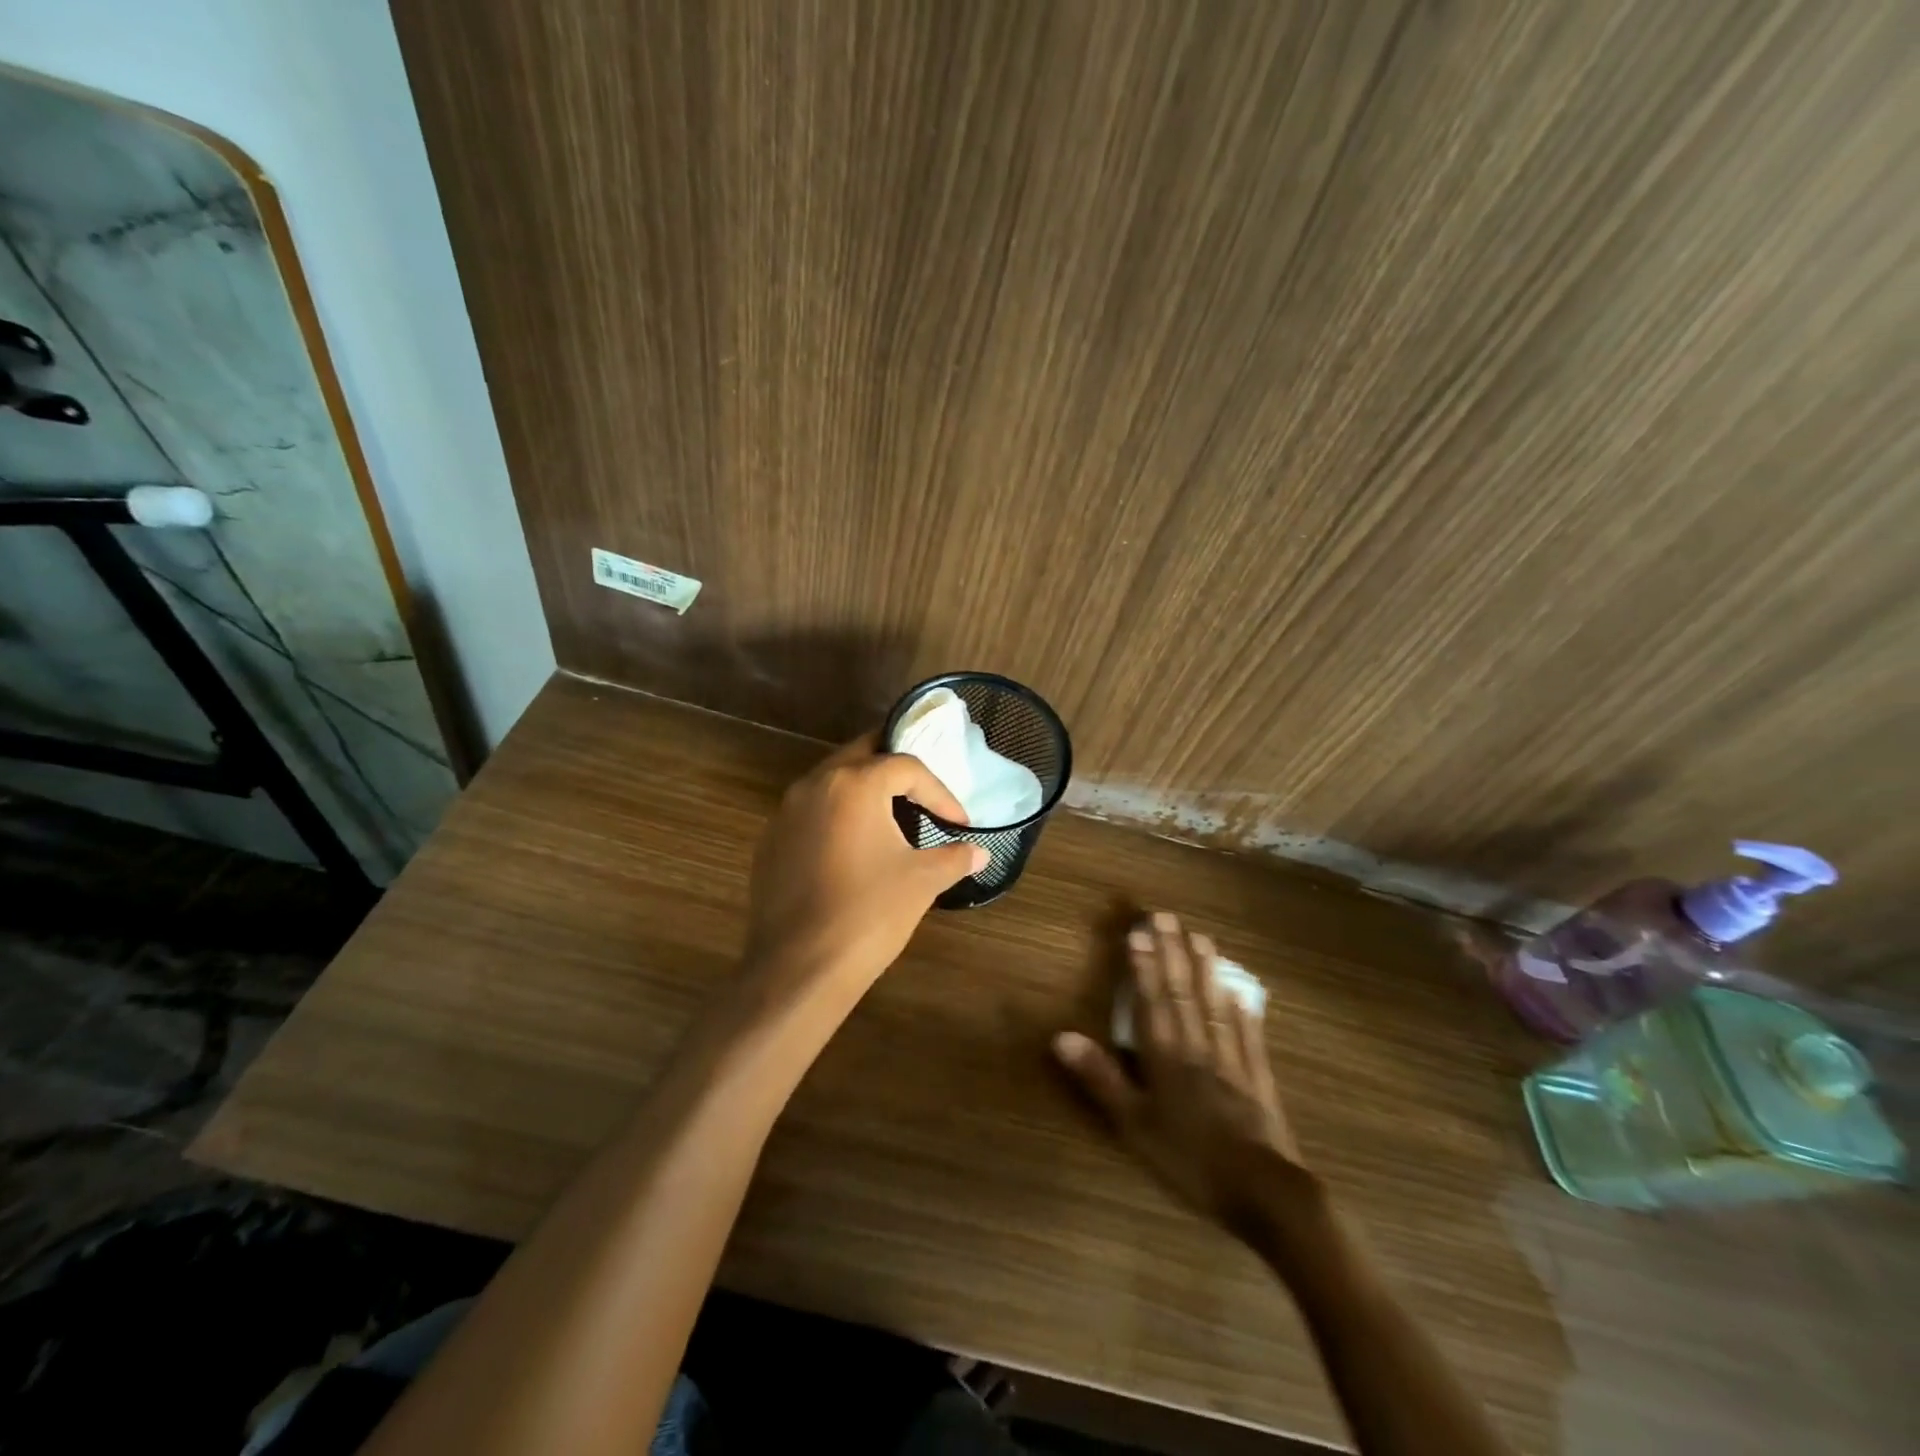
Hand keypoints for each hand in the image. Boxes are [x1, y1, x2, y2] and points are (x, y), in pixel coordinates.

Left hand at [745, 732, 986, 991]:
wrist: (800, 967)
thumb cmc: (869, 913)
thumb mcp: (921, 881)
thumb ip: (953, 857)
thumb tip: (980, 853)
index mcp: (854, 784)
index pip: (906, 767)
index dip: (939, 792)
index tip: (959, 822)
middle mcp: (814, 785)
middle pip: (861, 755)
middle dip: (895, 770)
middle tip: (923, 791)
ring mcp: (785, 812)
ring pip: (830, 781)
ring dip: (862, 790)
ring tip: (890, 815)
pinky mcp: (770, 841)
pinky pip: (808, 812)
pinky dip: (835, 816)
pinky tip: (851, 848)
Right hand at [1053, 912, 1308, 1226]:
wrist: (1264, 1193)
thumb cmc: (1190, 1159)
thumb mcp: (1134, 1125)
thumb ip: (1100, 1078)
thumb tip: (1062, 1036)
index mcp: (1166, 1057)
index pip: (1152, 1001)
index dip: (1144, 965)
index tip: (1140, 931)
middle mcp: (1198, 1048)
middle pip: (1183, 993)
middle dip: (1173, 953)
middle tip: (1167, 917)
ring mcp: (1232, 1061)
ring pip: (1215, 1007)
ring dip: (1207, 971)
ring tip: (1202, 938)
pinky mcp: (1258, 1080)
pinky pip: (1249, 1038)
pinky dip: (1244, 1014)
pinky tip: (1243, 995)